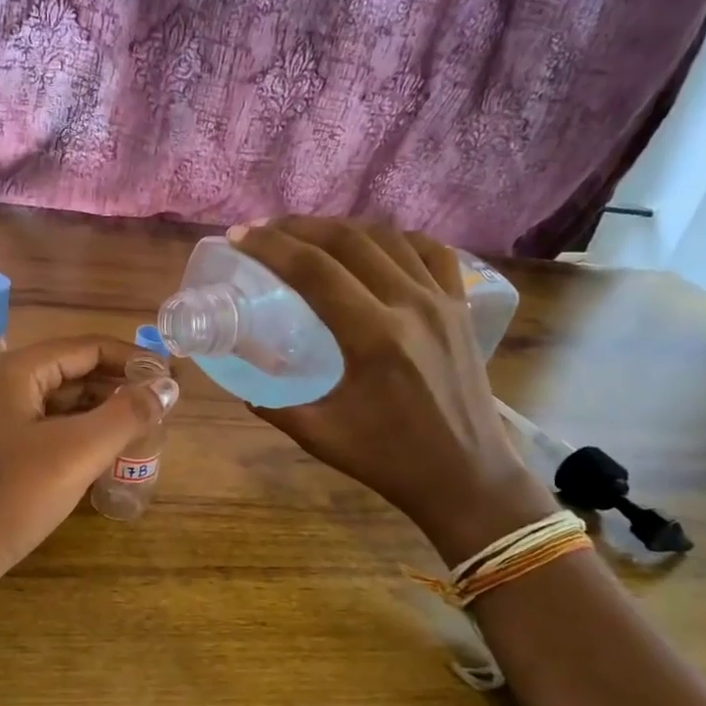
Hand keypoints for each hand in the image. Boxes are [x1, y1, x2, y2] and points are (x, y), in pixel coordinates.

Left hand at [0, 336, 165, 605]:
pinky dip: (82, 439)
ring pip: (63, 406)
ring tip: (143, 434)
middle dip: (119, 388)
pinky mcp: (1, 455)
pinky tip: (107, 459)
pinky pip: (51, 433)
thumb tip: (167, 388)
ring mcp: (0, 422)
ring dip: (103, 415)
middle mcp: (7, 388)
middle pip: (75, 373)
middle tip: (162, 411)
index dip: (133, 359)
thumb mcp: (77, 451)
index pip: (88, 348)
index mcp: (19, 372)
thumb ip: (126, 415)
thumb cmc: (10, 495)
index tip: (170, 380)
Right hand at [228, 217, 554, 563]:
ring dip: (342, 228)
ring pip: (388, 238)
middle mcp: (410, 306)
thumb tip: (239, 380)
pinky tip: (375, 245)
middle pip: (348, 240)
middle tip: (266, 231)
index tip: (240, 237)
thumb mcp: (319, 435)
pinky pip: (431, 252)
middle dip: (300, 227)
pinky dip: (396, 238)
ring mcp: (442, 302)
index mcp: (373, 338)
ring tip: (309, 235)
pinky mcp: (461, 308)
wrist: (466, 478)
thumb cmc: (389, 460)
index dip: (271, 246)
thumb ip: (273, 404)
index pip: (314, 270)